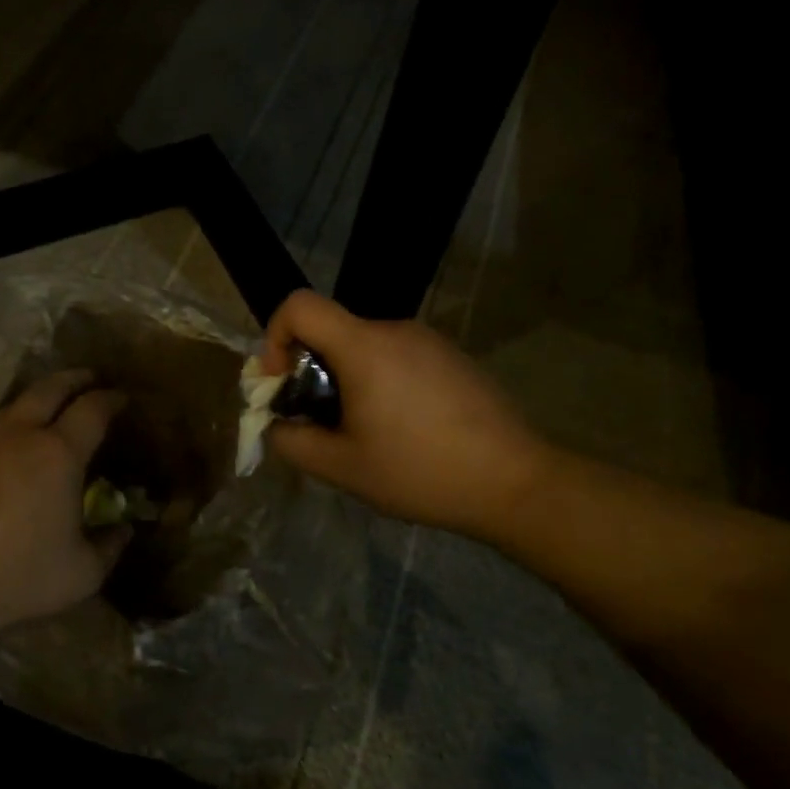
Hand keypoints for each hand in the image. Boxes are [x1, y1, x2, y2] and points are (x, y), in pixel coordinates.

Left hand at [0, 371, 130, 644]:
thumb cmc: (17, 577)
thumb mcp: (82, 573)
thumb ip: (110, 545)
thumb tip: (124, 529)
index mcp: (58, 453)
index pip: (93, 409)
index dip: (112, 399)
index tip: (123, 399)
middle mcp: (19, 433)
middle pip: (51, 388)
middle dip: (75, 379)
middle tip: (90, 380)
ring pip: (15, 405)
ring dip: (38, 400)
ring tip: (50, 411)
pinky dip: (8, 427)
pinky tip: (7, 448)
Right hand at [262, 290, 552, 538]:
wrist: (515, 482)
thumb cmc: (420, 471)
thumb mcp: (341, 468)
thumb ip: (292, 441)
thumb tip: (277, 423)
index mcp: (364, 346)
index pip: (299, 305)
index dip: (274, 336)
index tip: (282, 382)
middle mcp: (395, 329)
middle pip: (332, 331)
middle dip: (312, 371)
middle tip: (323, 423)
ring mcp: (429, 341)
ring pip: (365, 348)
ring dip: (348, 381)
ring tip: (366, 433)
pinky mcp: (452, 357)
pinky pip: (398, 358)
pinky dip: (381, 383)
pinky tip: (404, 430)